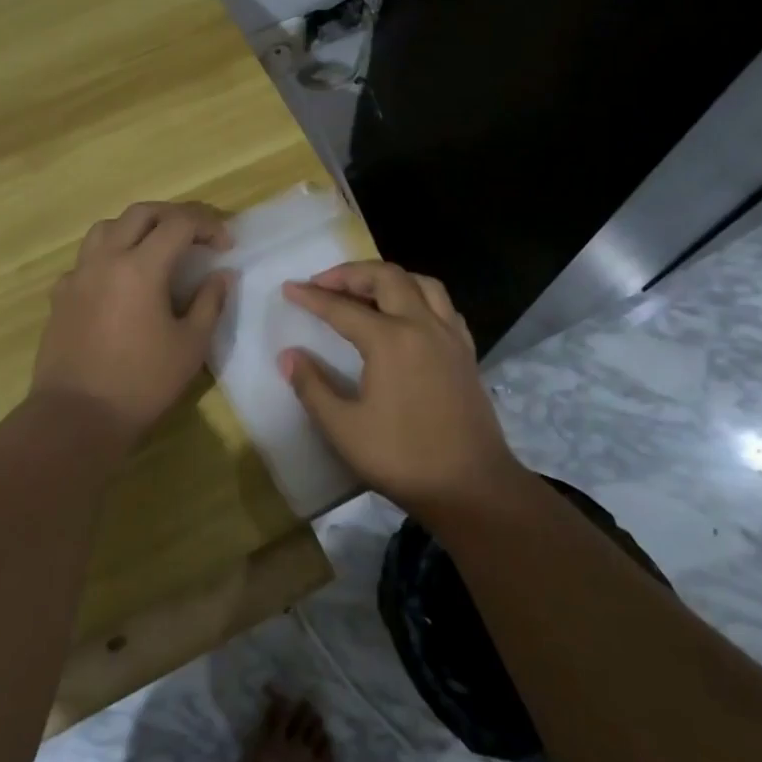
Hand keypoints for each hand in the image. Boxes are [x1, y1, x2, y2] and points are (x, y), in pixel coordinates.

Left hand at [31, 202, 232, 444]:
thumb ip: (209, 303)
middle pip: (141, 213)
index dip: (208, 226)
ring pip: (106, 228)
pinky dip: (108, 256)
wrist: (76, 416)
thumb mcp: (190, 346)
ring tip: (155, 248)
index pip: (179, 223)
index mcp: (140, 267)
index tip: (225, 245)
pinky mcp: (60, 295)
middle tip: (196, 235)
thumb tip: (219, 276)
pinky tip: (119, 281)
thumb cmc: (141, 383)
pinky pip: (86, 259)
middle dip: (174, 215)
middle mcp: (105, 259)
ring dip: (136, 227)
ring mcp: (78, 275)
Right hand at [280, 261, 523, 521]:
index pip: (342, 307)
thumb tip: (288, 355)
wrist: (472, 488)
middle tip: (324, 284)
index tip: (289, 288)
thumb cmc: (403, 459)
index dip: (312, 296)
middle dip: (351, 274)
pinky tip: (408, 316)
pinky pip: (443, 305)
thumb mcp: (344, 429)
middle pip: (386, 277)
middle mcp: (423, 325)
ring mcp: (450, 336)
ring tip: (365, 291)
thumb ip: (312, 386)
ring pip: (421, 283)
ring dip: (388, 278)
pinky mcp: (466, 352)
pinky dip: (419, 297)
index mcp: (390, 340)